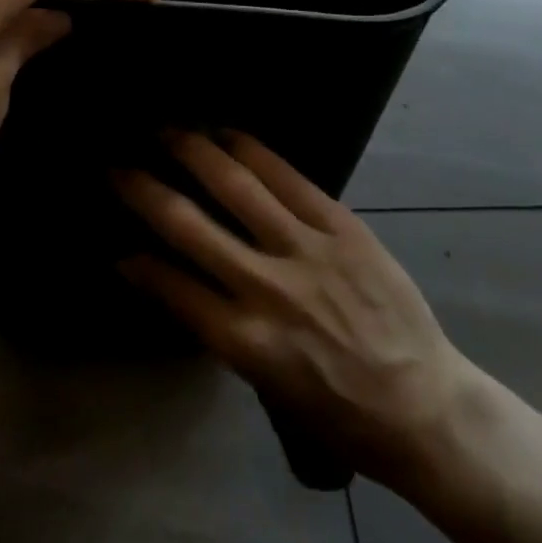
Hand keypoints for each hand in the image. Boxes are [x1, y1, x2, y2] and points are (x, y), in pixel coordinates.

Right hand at [112, 131, 471, 487]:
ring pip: (236, 186)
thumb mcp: (268, 387)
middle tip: (117, 167)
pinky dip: (251, 151)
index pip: (172, 288)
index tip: (117, 244)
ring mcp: (307, 250)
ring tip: (167, 131)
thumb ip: (220, 330)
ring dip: (194, 152)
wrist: (425, 406)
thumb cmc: (341, 412)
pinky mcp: (341, 226)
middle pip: (189, 226)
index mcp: (247, 342)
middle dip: (145, 191)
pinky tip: (227, 134)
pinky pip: (287, 176)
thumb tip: (177, 284)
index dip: (138, 263)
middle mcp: (268, 289)